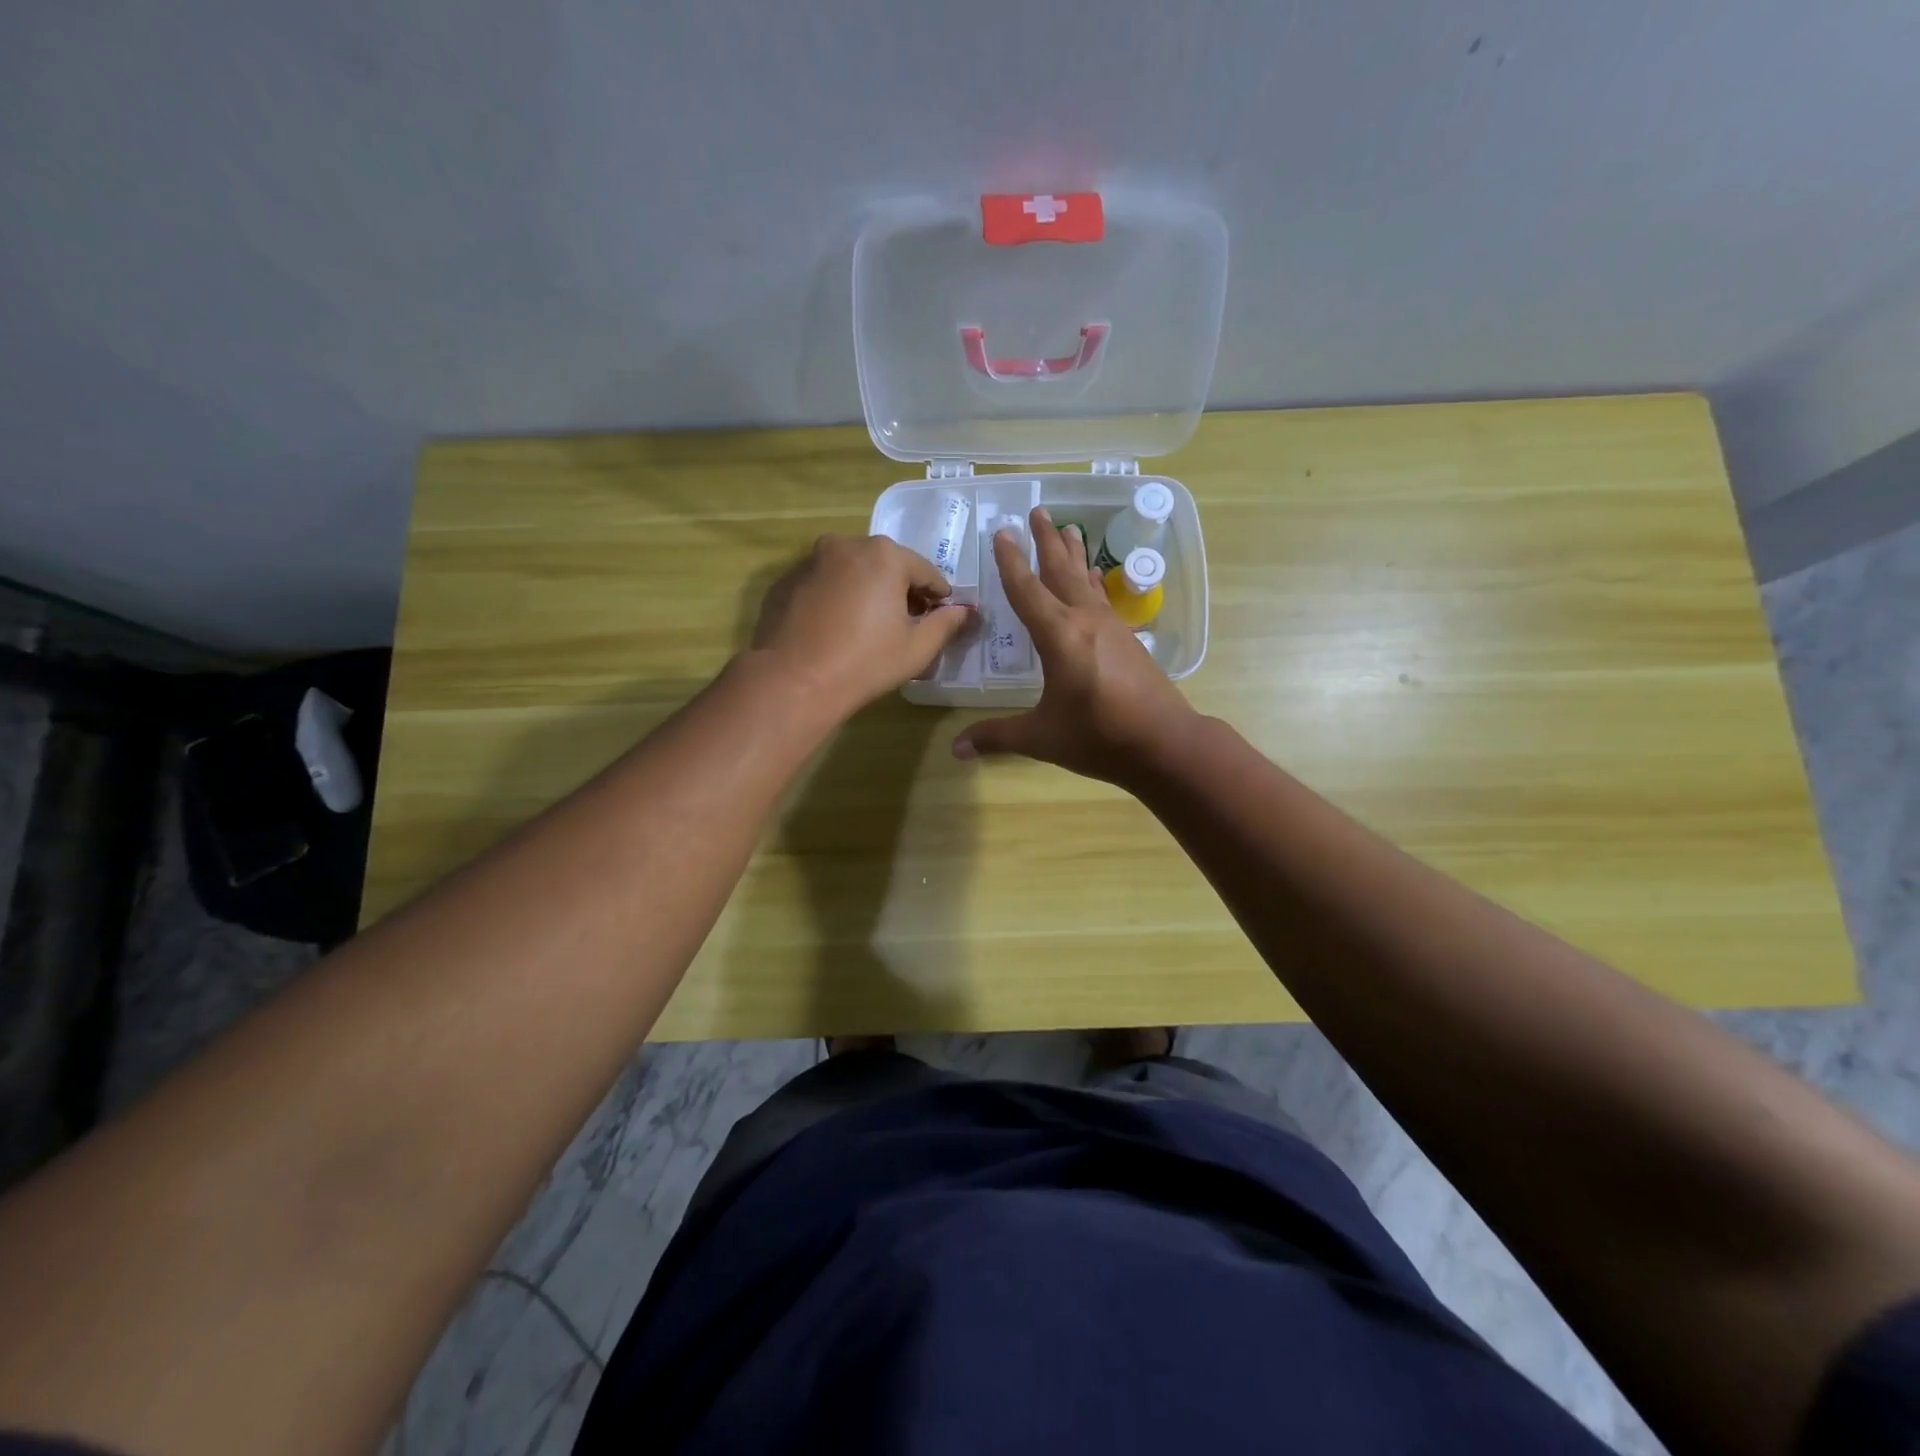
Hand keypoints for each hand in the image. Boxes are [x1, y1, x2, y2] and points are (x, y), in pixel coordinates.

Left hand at [749, 534, 973, 718]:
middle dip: (901, 591)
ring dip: (867, 591)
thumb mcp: (917, 648)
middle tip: (906, 625)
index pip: (925, 571)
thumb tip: (965, 611)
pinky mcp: (786, 581)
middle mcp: (846, 545)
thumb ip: (946, 624)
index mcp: (885, 555)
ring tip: (869, 628)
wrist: (793, 681)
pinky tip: (836, 630)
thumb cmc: (865, 663)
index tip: (941, 618)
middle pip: (887, 565)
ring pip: (853, 572)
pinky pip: (824, 584)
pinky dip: (836, 598)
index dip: (938, 597)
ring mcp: (811, 561)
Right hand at [952, 507, 1197, 784]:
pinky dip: (1094, 582)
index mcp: (1059, 636)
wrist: (1164, 744)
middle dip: (1047, 541)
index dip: (1011, 562)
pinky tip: (1095, 577)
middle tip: (1039, 511)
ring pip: (1087, 580)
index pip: (1027, 590)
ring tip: (1070, 528)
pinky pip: (1103, 599)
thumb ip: (997, 736)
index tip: (1003, 532)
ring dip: (1075, 554)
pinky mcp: (1127, 639)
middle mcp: (1085, 621)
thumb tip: (956, 749)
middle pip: (1061, 571)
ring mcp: (1110, 627)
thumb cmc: (1098, 737)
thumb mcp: (1042, 737)